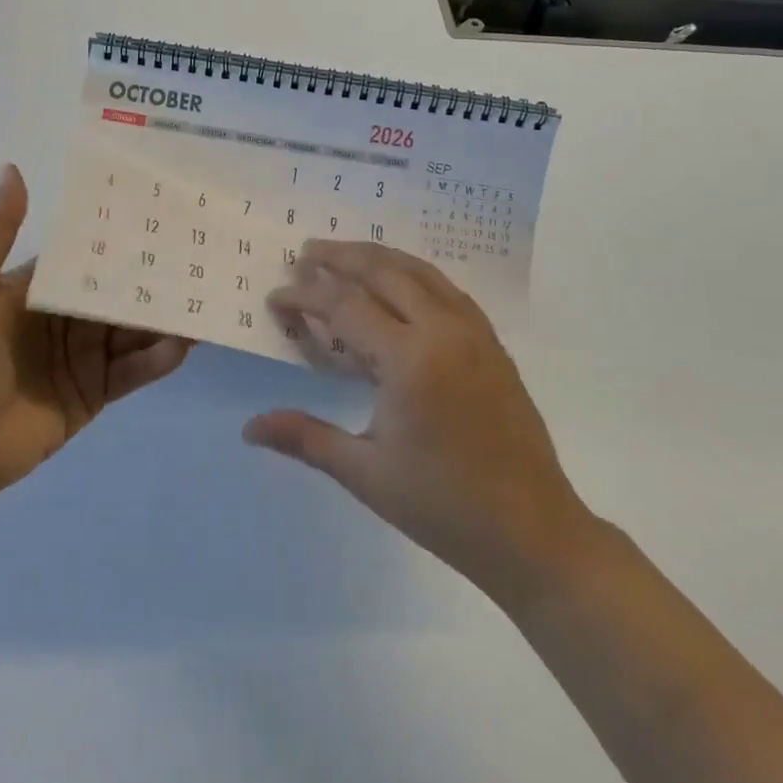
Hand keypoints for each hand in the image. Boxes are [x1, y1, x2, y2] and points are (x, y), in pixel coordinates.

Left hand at [0, 165, 192, 520]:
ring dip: (167, 318)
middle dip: (158, 279)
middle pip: (122, 293)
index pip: (93, 256)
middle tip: (204, 259)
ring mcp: (86, 355)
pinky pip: (135, 370)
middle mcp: (70, 316)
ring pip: (136, 330)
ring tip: (206, 301)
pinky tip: (184, 345)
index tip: (167, 217)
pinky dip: (159, 358)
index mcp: (43, 288)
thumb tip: (12, 168)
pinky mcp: (98, 391)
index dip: (126, 239)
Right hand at [250, 241, 590, 602]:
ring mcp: (474, 332)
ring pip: (419, 272)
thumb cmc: (443, 505)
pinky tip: (399, 283)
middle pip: (384, 272)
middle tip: (305, 251)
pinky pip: (446, 288)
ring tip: (344, 254)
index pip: (345, 306)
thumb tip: (249, 428)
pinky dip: (413, 274)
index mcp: (410, 360)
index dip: (306, 296)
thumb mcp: (366, 473)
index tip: (276, 297)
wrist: (532, 530)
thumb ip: (306, 437)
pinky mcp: (492, 342)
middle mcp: (443, 330)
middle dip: (340, 257)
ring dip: (378, 257)